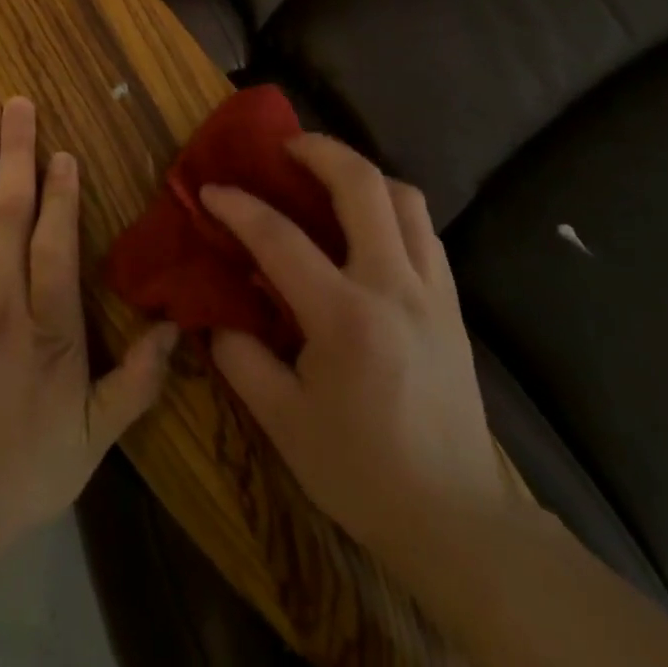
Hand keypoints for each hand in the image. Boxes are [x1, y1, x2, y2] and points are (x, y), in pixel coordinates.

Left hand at [0, 98, 177, 556]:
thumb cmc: (22, 470)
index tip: (62, 151)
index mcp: (46, 328)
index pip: (54, 243)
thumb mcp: (91, 439)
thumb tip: (175, 328)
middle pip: (7, 211)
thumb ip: (136, 382)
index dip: (60, 193)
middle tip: (16, 102)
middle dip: (14, 151)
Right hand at [202, 135, 507, 559]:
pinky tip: (368, 227)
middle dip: (319, 150)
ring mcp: (432, 290)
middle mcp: (394, 286)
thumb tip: (218, 312)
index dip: (238, 206)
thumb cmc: (362, 472)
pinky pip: (424, 230)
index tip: (210, 189)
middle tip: (285, 146)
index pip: (280, 238)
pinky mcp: (452, 303)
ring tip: (328, 179)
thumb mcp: (283, 423)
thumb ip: (241, 357)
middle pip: (362, 185)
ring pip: (405, 197)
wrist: (456, 520)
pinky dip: (392, 208)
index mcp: (346, 317)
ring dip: (362, 174)